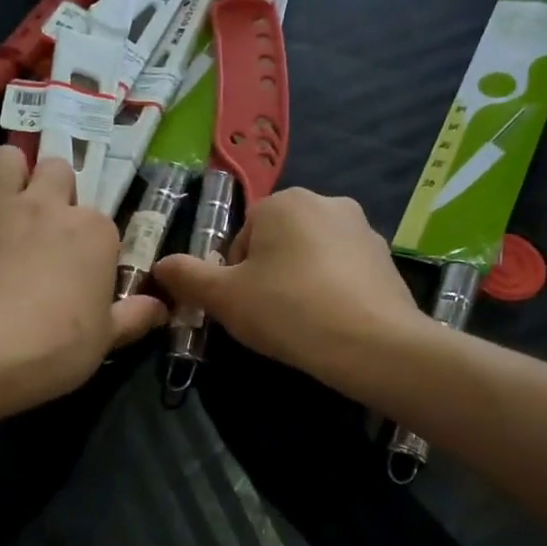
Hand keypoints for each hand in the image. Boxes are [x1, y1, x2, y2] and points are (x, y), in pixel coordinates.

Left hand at [0, 145, 165, 411]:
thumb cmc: (56, 348)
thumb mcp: (106, 339)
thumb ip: (134, 316)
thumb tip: (160, 307)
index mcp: (91, 230)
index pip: (100, 219)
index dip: (91, 242)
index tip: (84, 270)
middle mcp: (43, 205)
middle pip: (54, 169)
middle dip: (51, 189)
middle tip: (45, 226)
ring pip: (2, 159)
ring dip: (5, 178)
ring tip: (2, 212)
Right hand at [152, 187, 422, 383]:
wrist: (370, 344)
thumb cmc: (288, 310)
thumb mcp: (224, 297)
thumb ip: (187, 277)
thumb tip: (160, 265)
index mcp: (284, 201)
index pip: (242, 236)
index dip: (234, 275)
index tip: (243, 305)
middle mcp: (327, 202)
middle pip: (278, 243)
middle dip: (268, 275)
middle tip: (269, 315)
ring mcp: (364, 229)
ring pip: (312, 257)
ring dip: (300, 283)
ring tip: (301, 322)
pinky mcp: (386, 260)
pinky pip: (344, 273)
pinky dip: (332, 292)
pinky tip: (331, 323)